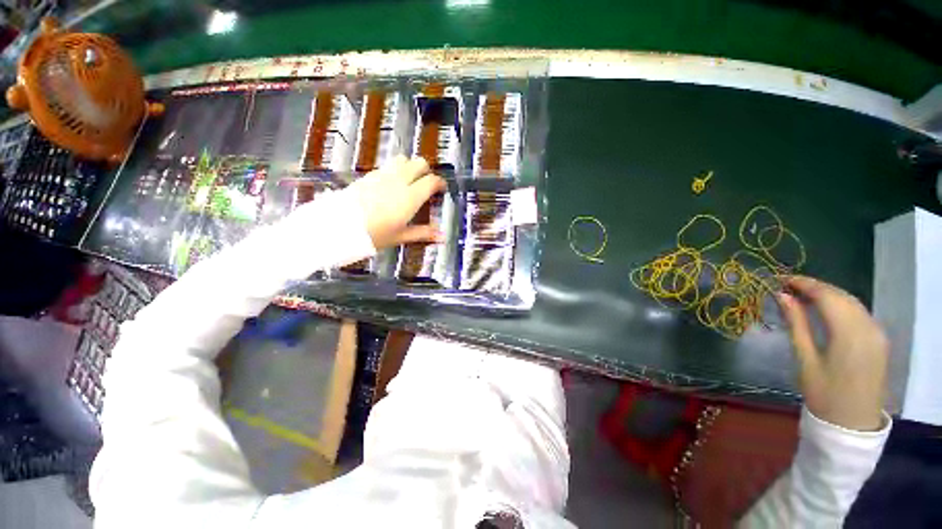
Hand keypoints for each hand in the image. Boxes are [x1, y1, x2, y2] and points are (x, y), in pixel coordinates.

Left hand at [349, 156, 446, 249]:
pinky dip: (395, 170)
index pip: (431, 181)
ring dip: (410, 167)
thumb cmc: (374, 234)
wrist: (340, 226)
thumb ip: (423, 233)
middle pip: (419, 163)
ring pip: (402, 160)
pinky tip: (390, 185)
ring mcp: (383, 175)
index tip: (442, 189)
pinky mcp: (369, 175)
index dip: (440, 183)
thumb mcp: (401, 236)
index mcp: (410, 196)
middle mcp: (399, 180)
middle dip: (426, 171)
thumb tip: (443, 237)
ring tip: (409, 181)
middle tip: (426, 184)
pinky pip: (387, 166)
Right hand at [778, 276, 888, 431]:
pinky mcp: (879, 339)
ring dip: (828, 294)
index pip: (826, 296)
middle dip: (815, 286)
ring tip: (803, 295)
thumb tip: (783, 296)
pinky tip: (826, 309)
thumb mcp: (805, 359)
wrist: (852, 423)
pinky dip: (840, 304)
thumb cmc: (823, 393)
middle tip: (788, 285)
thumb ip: (796, 324)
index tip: (781, 279)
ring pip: (852, 301)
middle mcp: (868, 327)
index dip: (804, 283)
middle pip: (841, 295)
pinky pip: (859, 312)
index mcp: (849, 334)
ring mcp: (877, 333)